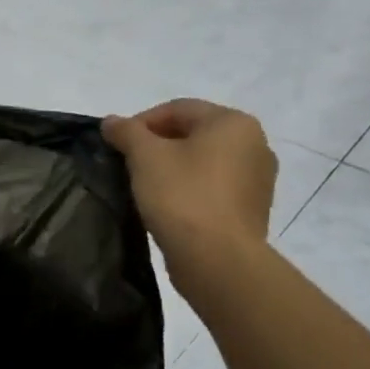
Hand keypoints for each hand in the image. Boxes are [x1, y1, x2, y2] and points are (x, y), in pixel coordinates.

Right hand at [102, 99, 276, 291]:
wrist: (218, 259)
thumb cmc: (182, 197)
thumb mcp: (145, 157)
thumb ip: (127, 132)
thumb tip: (111, 121)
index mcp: (233, 122)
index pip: (178, 109)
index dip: (141, 123)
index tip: (117, 146)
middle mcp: (255, 143)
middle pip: (194, 134)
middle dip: (158, 146)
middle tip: (128, 166)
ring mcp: (258, 179)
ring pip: (205, 162)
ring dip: (174, 168)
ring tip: (146, 188)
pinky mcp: (253, 209)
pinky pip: (215, 188)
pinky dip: (191, 190)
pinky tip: (169, 207)